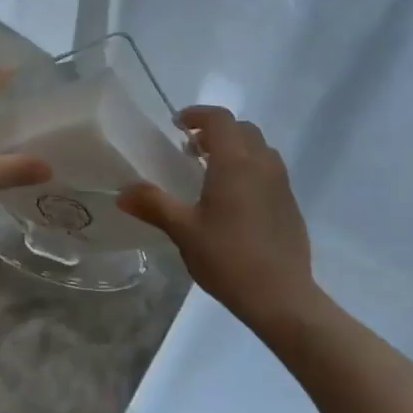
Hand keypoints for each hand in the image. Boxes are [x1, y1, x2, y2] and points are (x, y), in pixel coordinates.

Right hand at [118, 106, 315, 330]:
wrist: (282, 297)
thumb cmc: (228, 257)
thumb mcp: (183, 230)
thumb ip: (153, 204)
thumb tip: (122, 192)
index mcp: (235, 162)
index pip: (220, 119)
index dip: (198, 114)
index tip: (177, 124)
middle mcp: (262, 164)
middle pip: (241, 129)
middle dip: (215, 131)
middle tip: (190, 148)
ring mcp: (281, 184)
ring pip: (259, 149)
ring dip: (235, 148)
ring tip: (211, 171)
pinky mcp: (290, 205)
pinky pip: (269, 171)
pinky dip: (249, 168)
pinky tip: (233, 200)